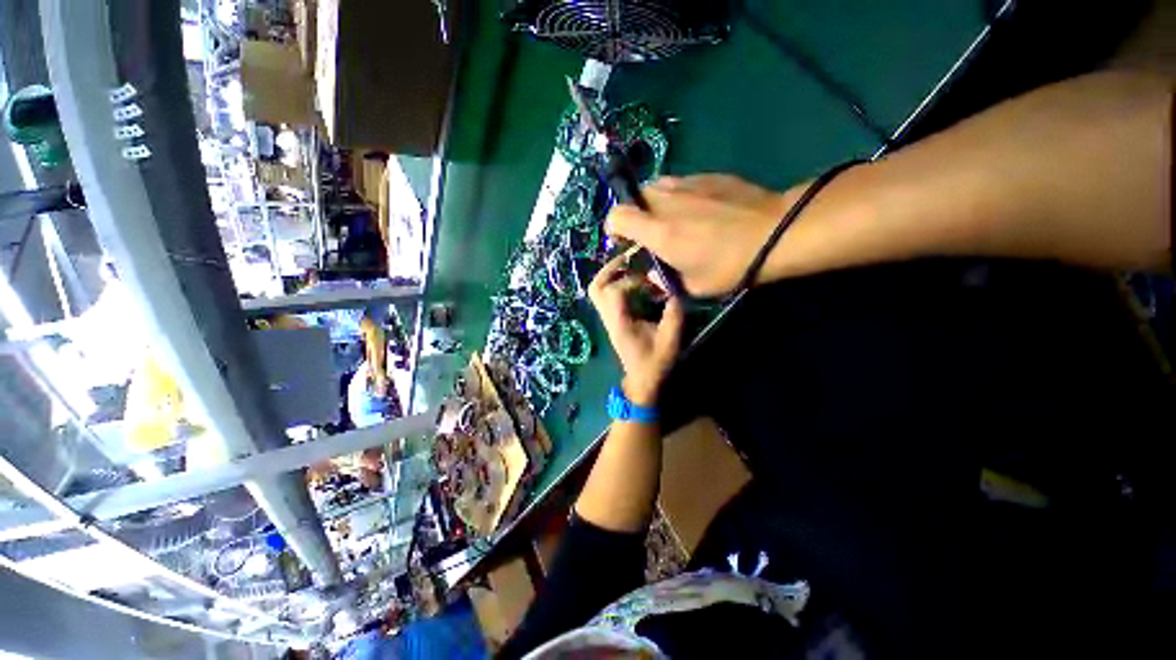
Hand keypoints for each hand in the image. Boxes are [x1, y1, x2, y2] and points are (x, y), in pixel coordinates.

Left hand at [588, 249, 684, 405]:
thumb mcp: (669, 341)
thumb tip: (675, 293)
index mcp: (620, 323)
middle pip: (596, 288)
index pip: (614, 292)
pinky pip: (606, 296)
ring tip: (631, 266)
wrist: (642, 381)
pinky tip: (635, 282)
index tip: (652, 282)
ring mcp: (609, 319)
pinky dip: (616, 284)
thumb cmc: (655, 364)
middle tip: (629, 258)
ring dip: (611, 275)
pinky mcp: (613, 320)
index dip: (632, 281)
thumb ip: (673, 316)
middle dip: (610, 270)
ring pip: (597, 291)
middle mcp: (609, 318)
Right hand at [607, 175, 791, 296]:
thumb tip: (654, 276)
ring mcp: (687, 184)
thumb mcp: (694, 287)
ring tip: (671, 219)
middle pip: (635, 197)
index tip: (622, 240)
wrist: (776, 231)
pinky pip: (680, 183)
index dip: (612, 227)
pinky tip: (697, 209)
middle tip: (649, 232)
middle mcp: (666, 202)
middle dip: (635, 214)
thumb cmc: (731, 264)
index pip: (617, 216)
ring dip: (654, 203)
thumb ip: (666, 282)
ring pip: (656, 187)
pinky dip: (677, 195)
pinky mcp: (707, 176)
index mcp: (659, 231)